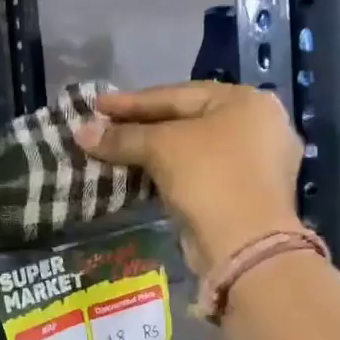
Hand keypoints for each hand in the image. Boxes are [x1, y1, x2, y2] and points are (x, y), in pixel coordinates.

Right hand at [76, 83, 301, 275]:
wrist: (244, 246)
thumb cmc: (208, 178)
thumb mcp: (160, 148)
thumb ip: (121, 137)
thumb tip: (81, 132)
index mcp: (245, 100)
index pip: (177, 94)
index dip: (132, 101)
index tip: (96, 104)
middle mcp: (257, 125)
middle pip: (185, 119)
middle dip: (140, 125)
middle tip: (102, 127)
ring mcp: (255, 161)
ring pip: (191, 148)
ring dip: (151, 150)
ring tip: (114, 151)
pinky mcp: (245, 193)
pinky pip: (198, 172)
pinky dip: (168, 171)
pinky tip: (139, 173)